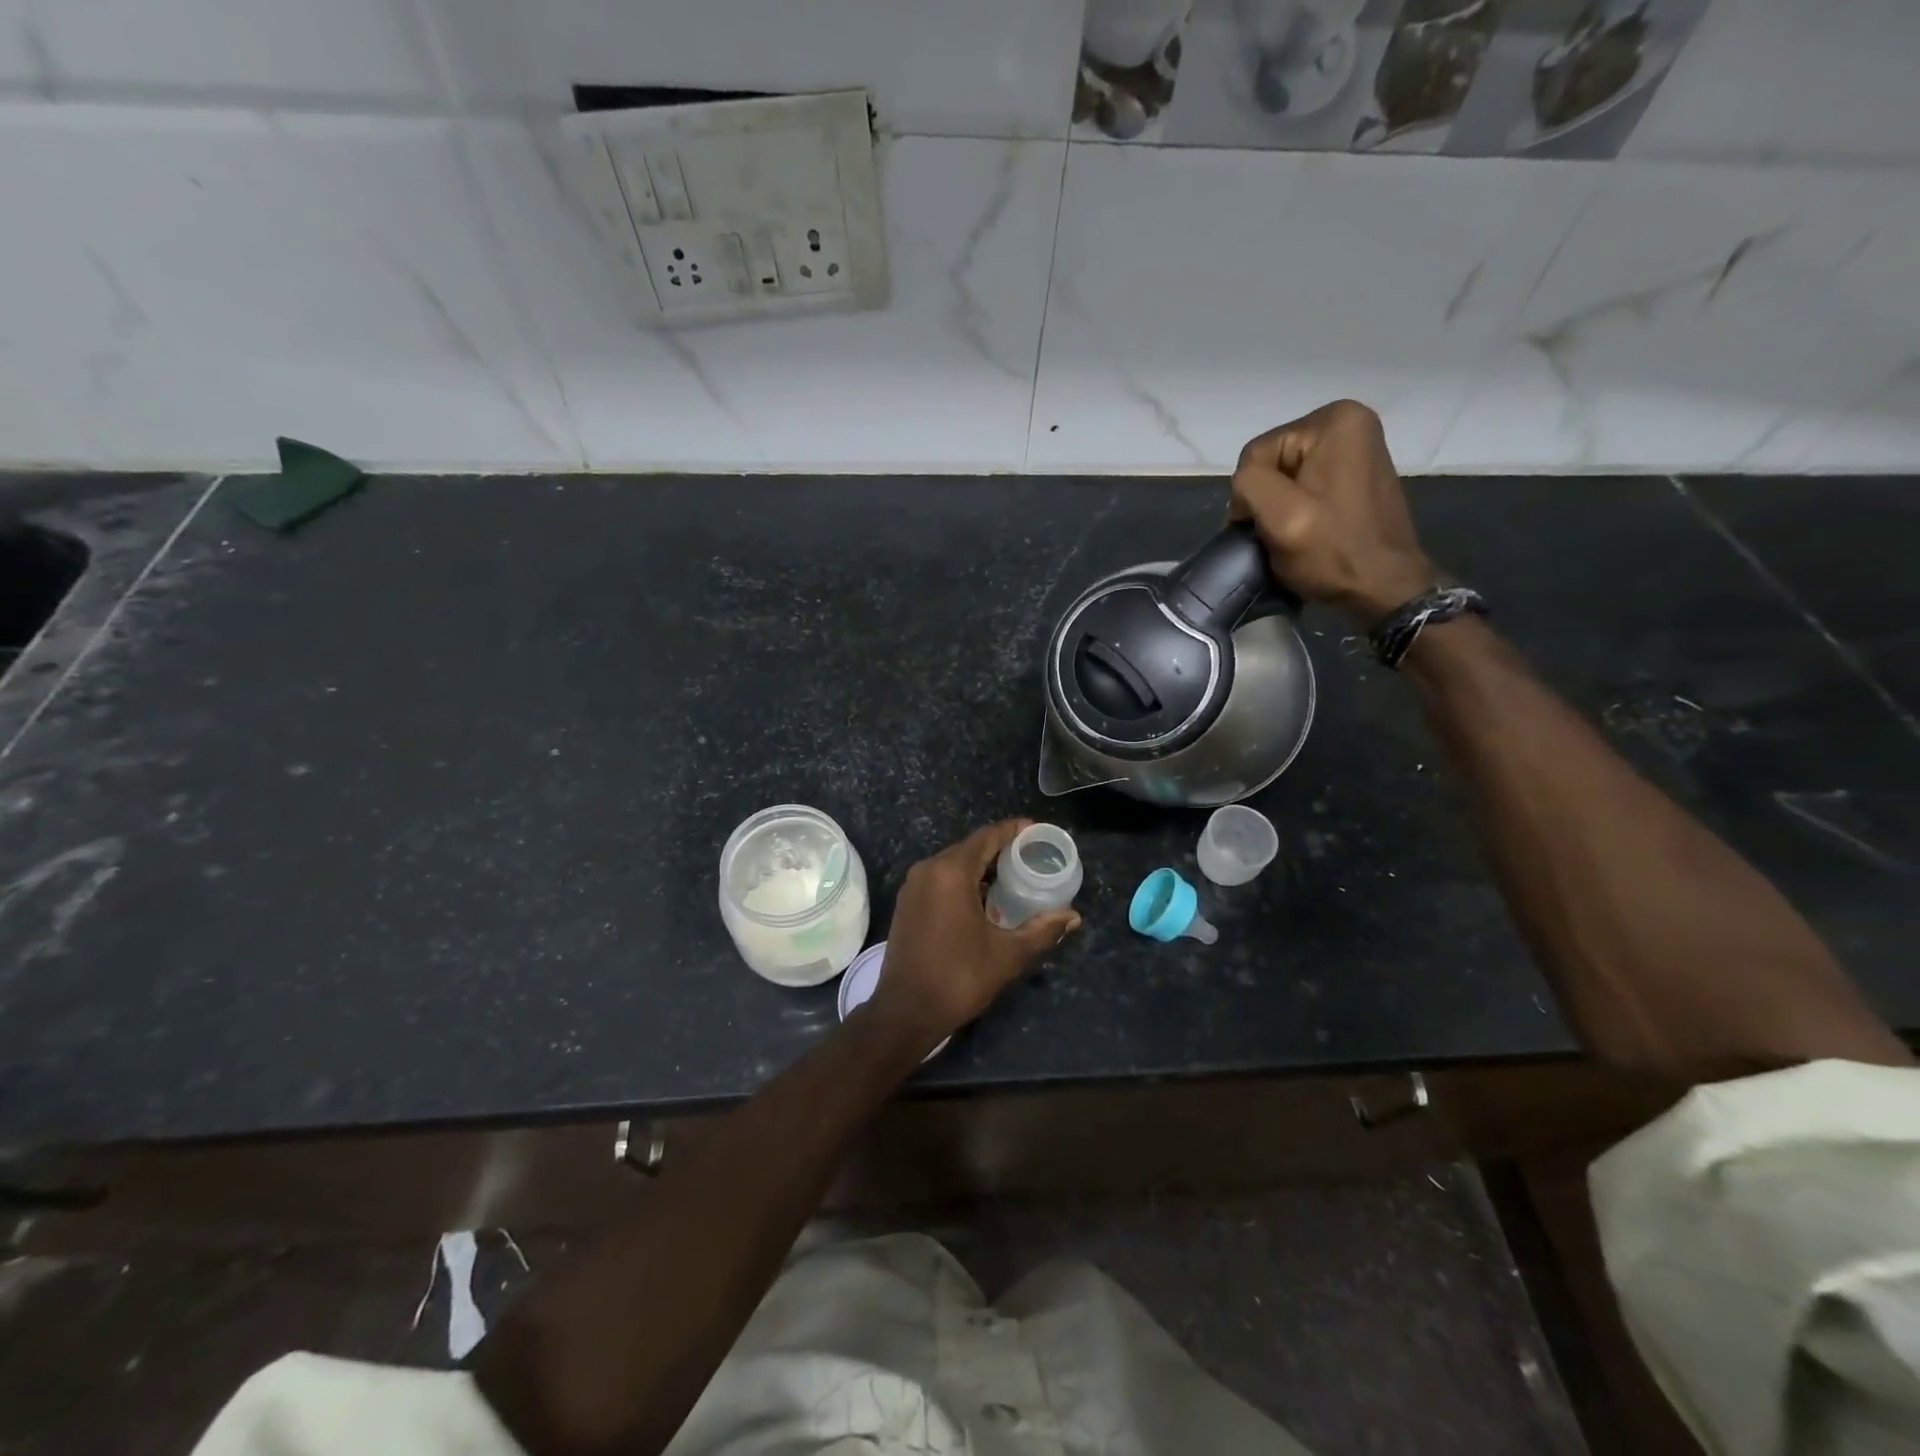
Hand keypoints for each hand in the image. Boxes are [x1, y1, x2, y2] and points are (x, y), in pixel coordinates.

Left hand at [872, 820, 1079, 1045]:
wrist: (905, 1012)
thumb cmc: (959, 977)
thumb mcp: (1008, 955)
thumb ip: (1042, 930)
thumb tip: (1073, 916)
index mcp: (950, 872)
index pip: (987, 837)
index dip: (1014, 831)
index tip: (1038, 832)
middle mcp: (928, 869)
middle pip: (970, 847)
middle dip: (1001, 849)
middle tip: (1032, 858)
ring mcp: (913, 886)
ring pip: (954, 863)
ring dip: (982, 867)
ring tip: (1014, 877)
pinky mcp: (907, 903)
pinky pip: (941, 878)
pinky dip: (965, 881)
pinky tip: (985, 898)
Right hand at [1230, 400, 1437, 627]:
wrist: (1384, 588)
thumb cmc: (1333, 552)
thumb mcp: (1280, 516)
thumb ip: (1249, 483)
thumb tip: (1245, 489)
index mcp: (1334, 420)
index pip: (1257, 454)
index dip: (1252, 495)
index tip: (1269, 528)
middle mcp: (1349, 420)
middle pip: (1272, 462)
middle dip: (1268, 499)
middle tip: (1282, 534)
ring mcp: (1356, 445)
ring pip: (1284, 476)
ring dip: (1280, 507)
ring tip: (1296, 534)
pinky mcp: (1355, 470)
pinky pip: (1304, 483)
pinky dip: (1297, 508)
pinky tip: (1310, 528)